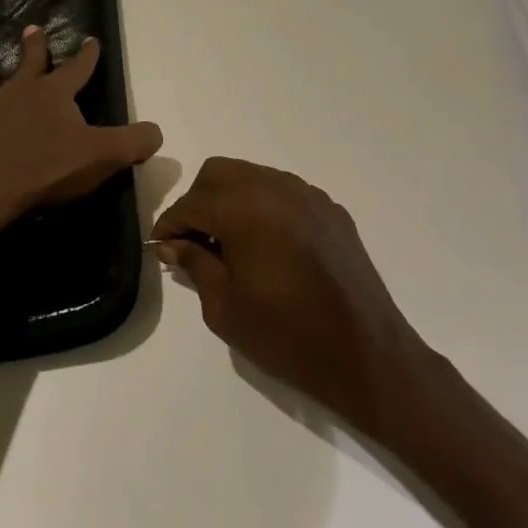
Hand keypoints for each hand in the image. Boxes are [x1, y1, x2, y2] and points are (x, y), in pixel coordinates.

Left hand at [0, 27, 162, 229]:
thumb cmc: (49, 169)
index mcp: (54, 94)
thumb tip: (158, 132)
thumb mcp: (104, 156)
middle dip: (34, 47)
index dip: (87, 55)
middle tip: (32, 29)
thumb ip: (135, 142)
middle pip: (29, 64)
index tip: (91, 39)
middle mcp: (19, 93)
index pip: (77, 68)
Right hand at [153, 157, 435, 431]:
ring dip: (230, 199)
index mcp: (246, 212)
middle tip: (193, 241)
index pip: (193, 202)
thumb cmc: (287, 337)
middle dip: (198, 201)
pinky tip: (265, 244)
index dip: (170, 223)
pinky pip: (284, 191)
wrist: (366, 355)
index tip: (161, 246)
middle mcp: (277, 190)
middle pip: (220, 173)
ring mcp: (309, 196)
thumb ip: (195, 265)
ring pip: (253, 175)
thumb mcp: (225, 309)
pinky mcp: (332, 211)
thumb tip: (173, 245)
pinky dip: (264, 206)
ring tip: (228, 242)